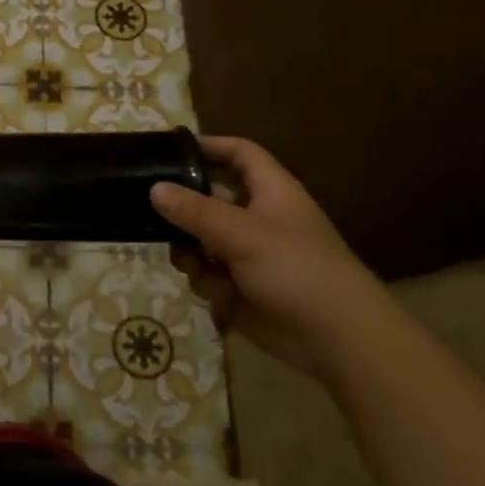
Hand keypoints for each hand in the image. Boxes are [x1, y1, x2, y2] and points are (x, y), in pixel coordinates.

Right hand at [150, 136, 403, 380]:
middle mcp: (257, 218)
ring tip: (190, 262)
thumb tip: (154, 187)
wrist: (336, 339)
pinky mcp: (240, 287)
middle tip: (148, 209)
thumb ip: (195, 211)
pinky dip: (207, 282)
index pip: (240, 154)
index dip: (210, 146)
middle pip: (210, 198)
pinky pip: (207, 274)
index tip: (170, 149)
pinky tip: (218, 295)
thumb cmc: (297, 271)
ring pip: (200, 240)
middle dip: (183, 208)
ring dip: (191, 251)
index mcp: (271, 192)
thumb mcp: (242, 234)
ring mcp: (248, 254)